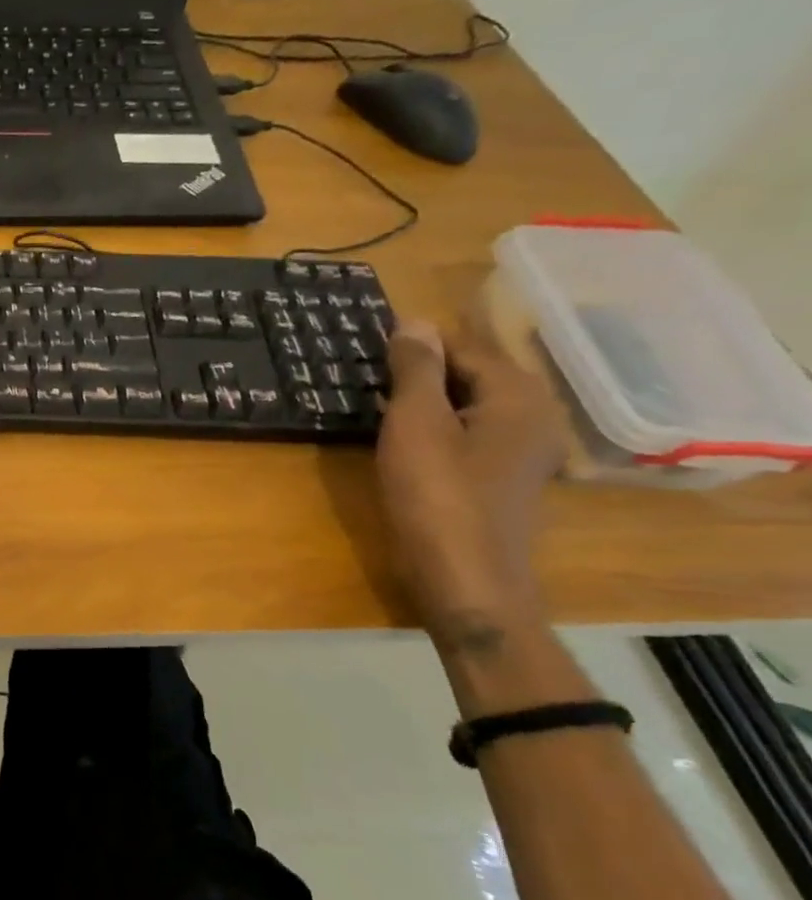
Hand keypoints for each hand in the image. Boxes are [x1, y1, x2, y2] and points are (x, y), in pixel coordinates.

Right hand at [376, 319, 567, 645]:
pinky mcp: (504, 476)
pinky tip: (404, 436)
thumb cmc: (437, 496)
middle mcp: (532, 414)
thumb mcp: (416, 425)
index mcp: (517, 395)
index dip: (417, 342)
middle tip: (367, 368)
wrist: (467, 579)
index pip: (464, 346)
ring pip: (469, 404)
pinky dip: (438, 424)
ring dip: (427, 397)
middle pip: (472, 373)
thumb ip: (417, 371)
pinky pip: (469, 431)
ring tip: (378, 397)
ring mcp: (522, 449)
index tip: (370, 342)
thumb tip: (414, 321)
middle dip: (423, 368)